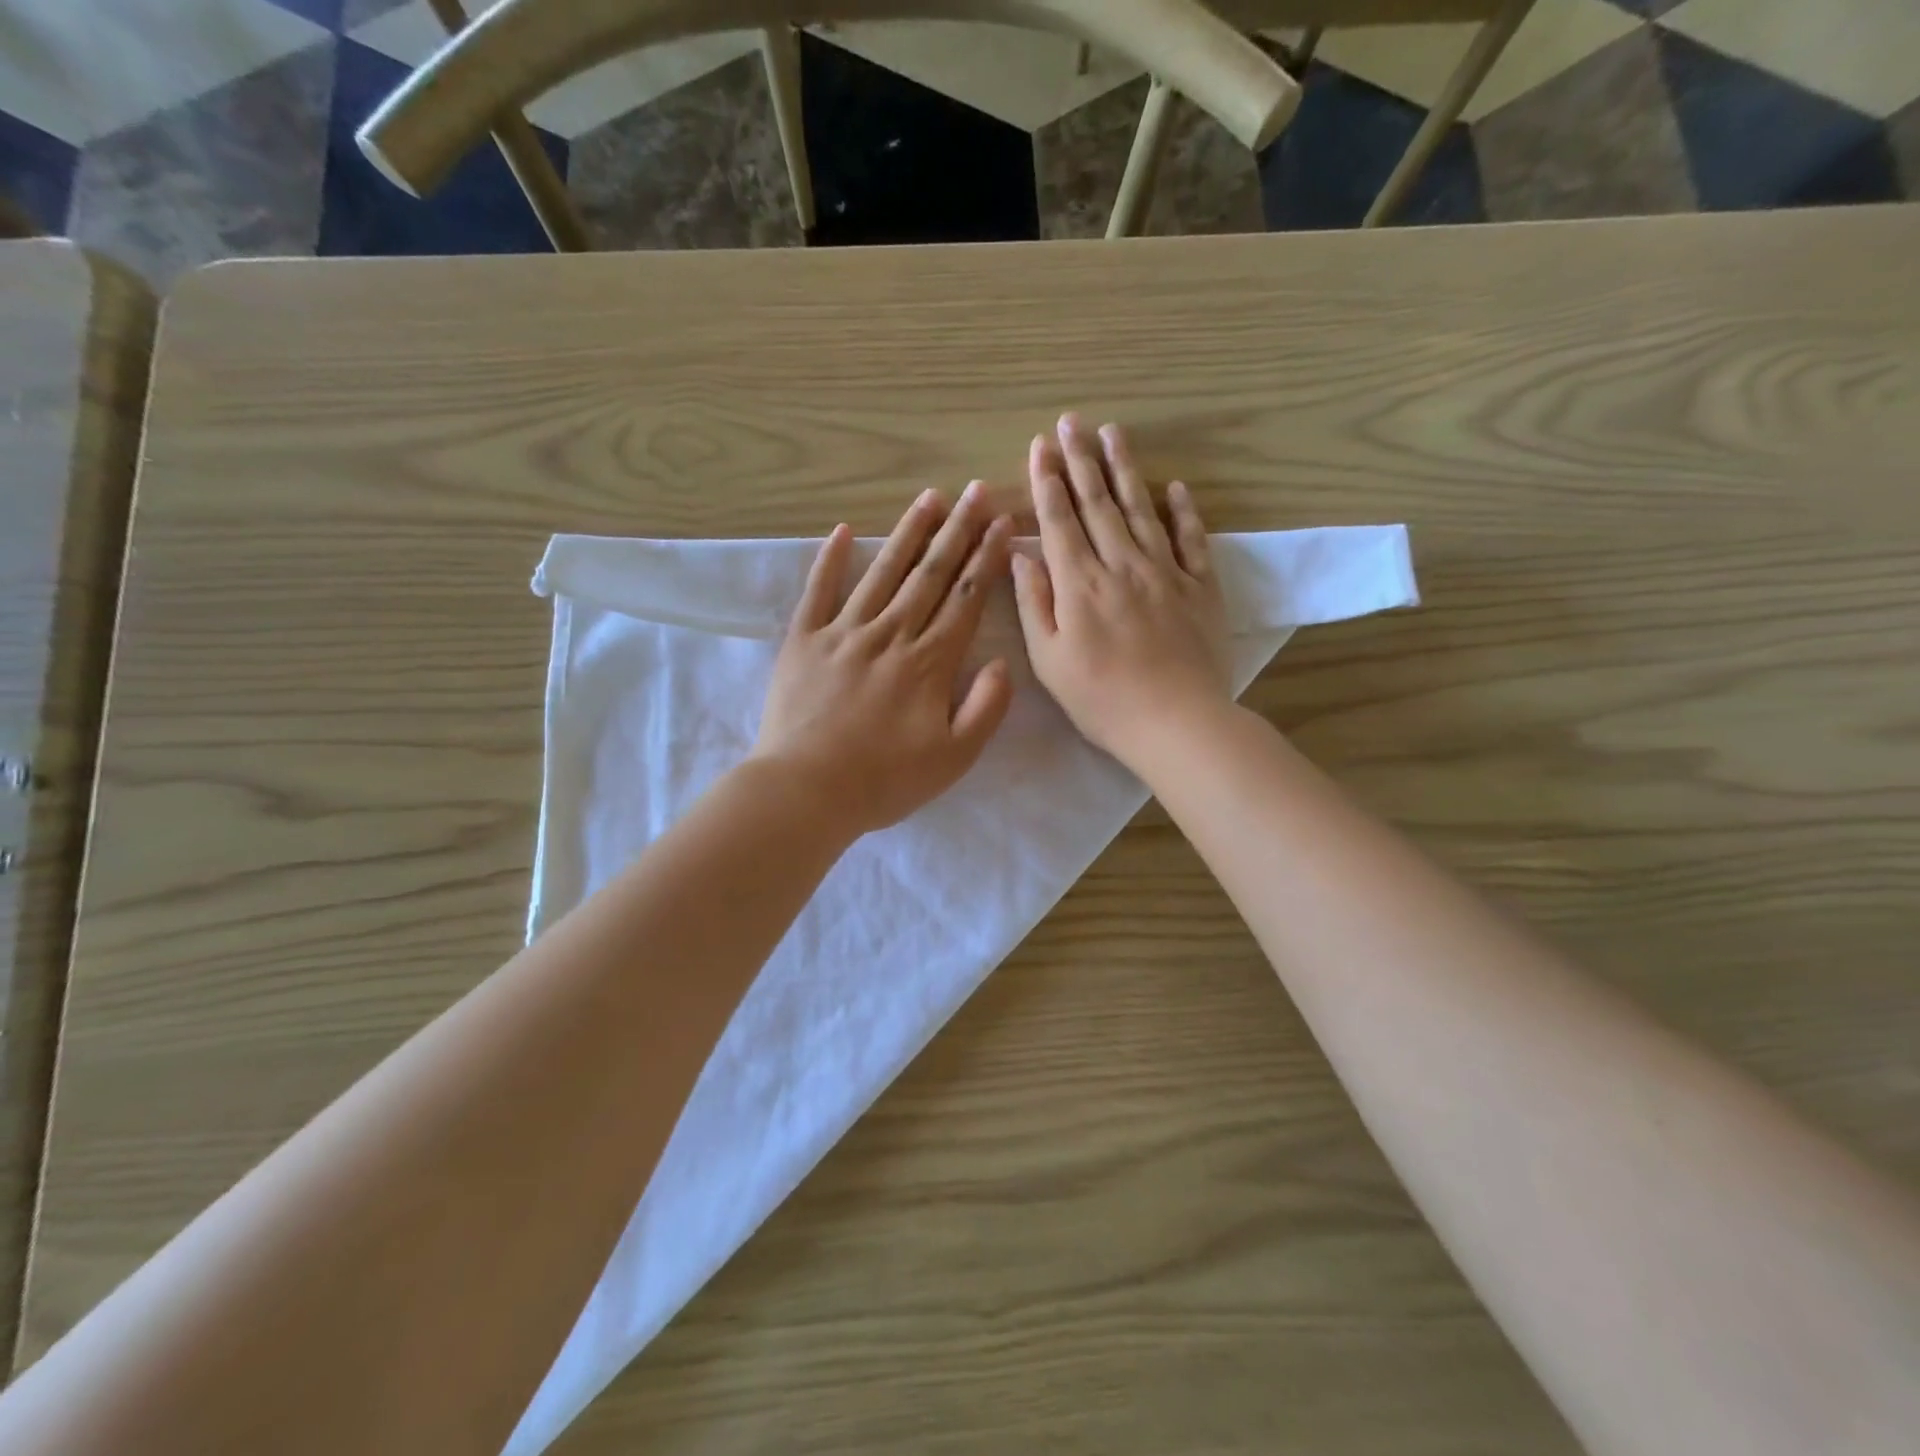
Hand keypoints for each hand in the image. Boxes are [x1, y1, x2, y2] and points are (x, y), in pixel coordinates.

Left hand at [753, 483, 1014, 836]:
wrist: (806, 791)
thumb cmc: (885, 781)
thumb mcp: (954, 758)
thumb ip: (986, 708)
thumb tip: (1001, 662)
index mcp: (929, 662)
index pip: (965, 599)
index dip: (985, 559)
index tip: (1000, 523)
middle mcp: (891, 635)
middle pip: (930, 575)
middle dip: (957, 531)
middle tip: (974, 491)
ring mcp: (844, 633)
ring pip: (882, 573)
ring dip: (907, 533)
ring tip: (929, 498)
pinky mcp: (804, 641)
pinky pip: (818, 591)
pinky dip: (829, 559)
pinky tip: (841, 530)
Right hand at [1011, 415, 1229, 769]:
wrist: (1176, 722)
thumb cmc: (1102, 700)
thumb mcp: (1050, 661)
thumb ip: (1034, 604)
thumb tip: (1021, 555)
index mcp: (1079, 584)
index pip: (1059, 520)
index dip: (1047, 481)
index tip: (1040, 446)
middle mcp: (1121, 565)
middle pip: (1098, 503)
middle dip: (1081, 459)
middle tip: (1072, 421)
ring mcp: (1165, 572)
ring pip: (1141, 509)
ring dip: (1125, 468)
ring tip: (1114, 432)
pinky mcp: (1200, 587)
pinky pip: (1191, 539)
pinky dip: (1182, 511)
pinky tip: (1174, 487)